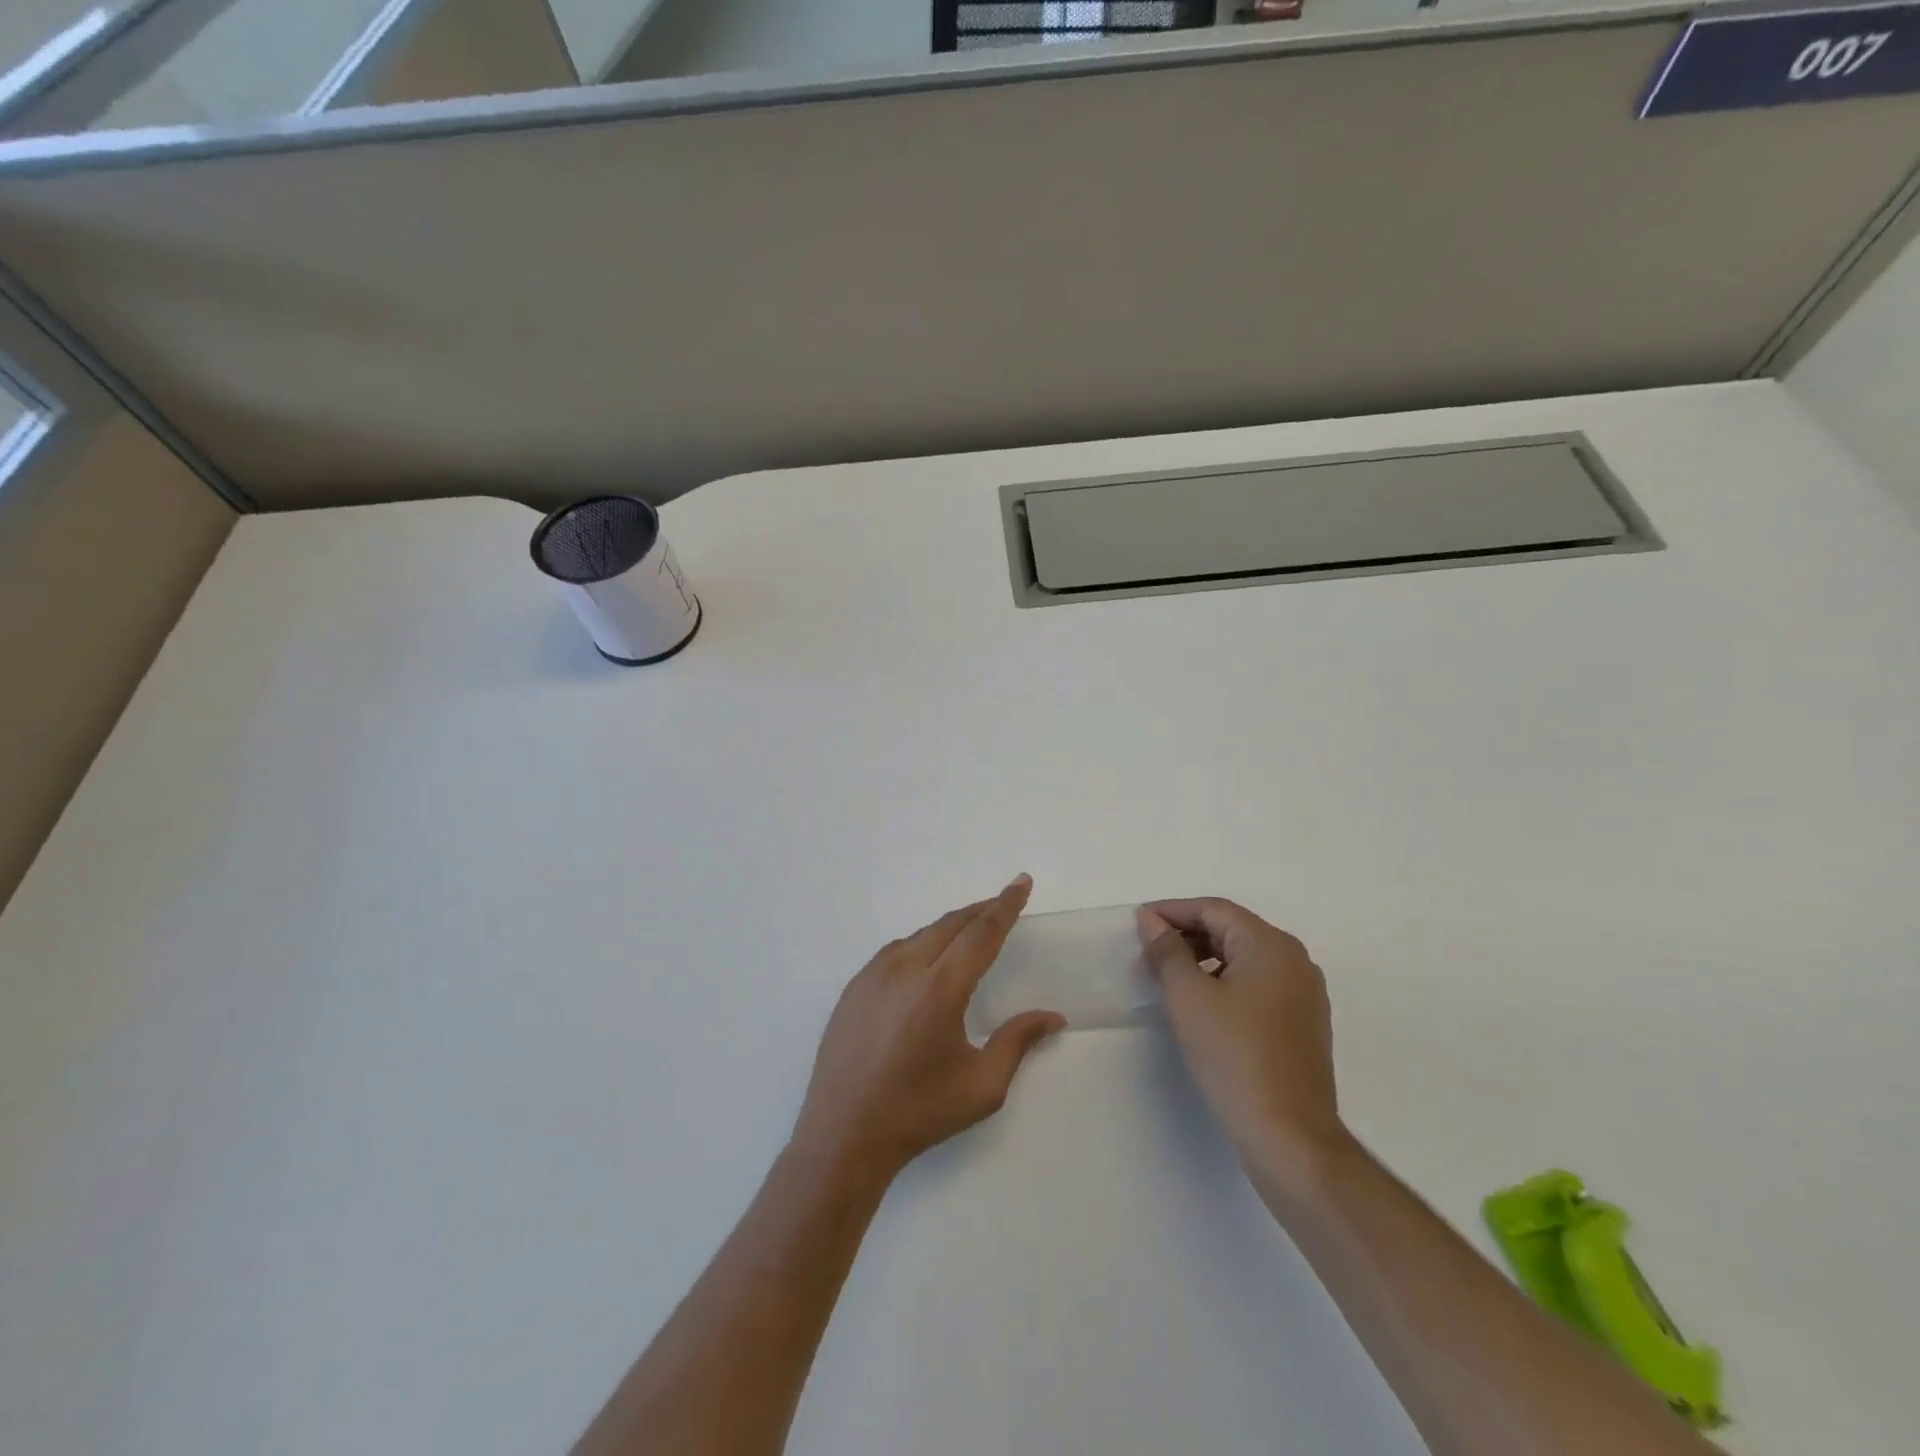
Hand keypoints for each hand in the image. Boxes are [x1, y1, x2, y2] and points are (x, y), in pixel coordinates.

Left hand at [792, 875, 1064, 1180]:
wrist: (843, 1136)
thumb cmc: (919, 1113)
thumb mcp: (982, 1086)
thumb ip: (1018, 1041)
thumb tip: (1054, 1016)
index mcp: (939, 990)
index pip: (981, 933)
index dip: (1005, 905)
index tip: (1021, 881)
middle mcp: (904, 970)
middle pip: (950, 925)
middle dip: (980, 910)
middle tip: (1003, 903)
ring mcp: (872, 975)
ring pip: (920, 935)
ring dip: (950, 927)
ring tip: (971, 930)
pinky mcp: (853, 987)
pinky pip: (894, 951)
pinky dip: (920, 944)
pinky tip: (928, 960)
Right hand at [1137, 898, 1347, 1190]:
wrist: (1288, 1135)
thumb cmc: (1234, 1057)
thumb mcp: (1189, 998)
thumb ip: (1167, 951)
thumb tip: (1151, 920)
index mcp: (1271, 945)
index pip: (1214, 910)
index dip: (1172, 912)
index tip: (1137, 924)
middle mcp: (1294, 960)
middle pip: (1231, 930)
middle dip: (1186, 935)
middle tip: (1147, 952)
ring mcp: (1304, 993)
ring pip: (1244, 958)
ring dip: (1203, 959)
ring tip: (1167, 978)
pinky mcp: (1302, 1022)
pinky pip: (1257, 984)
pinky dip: (1225, 982)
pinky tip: (1200, 1004)